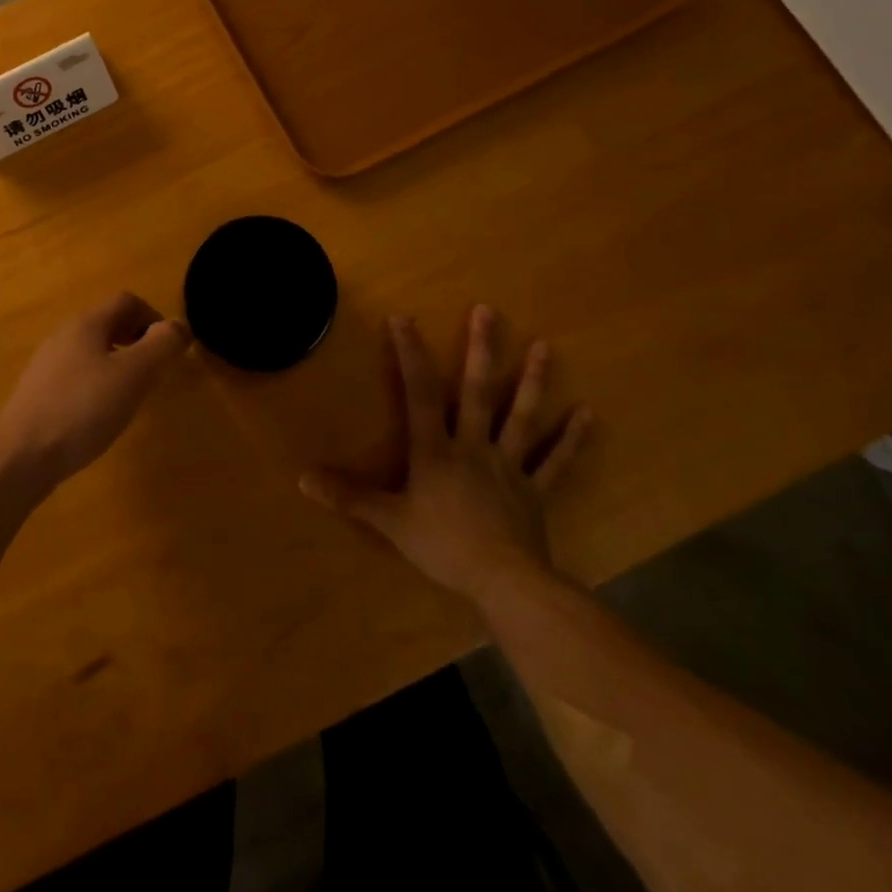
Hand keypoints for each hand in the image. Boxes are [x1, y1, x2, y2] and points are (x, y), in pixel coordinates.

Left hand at [0, 292, 190, 489]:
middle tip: (155, 371)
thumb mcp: (133, 376)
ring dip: (118, 362)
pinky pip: (77, 375)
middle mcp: (63, 336)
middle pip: (108, 323)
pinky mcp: (38, 393)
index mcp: (86, 324)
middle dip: (137, 340)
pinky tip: (100, 414)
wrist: (20, 457)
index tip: (169, 350)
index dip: (154, 317)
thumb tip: (180, 325)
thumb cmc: (82, 410)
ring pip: (92, 350)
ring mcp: (46, 365)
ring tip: (131, 394)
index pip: (127, 301)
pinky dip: (98, 383)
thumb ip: (161, 346)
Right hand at [300, 307, 590, 599]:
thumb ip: (349, 496)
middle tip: (488, 311)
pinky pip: (556, 462)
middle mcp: (474, 447)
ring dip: (532, 381)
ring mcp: (510, 466)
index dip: (410, 355)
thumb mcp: (389, 520)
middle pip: (477, 392)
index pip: (420, 393)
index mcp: (436, 450)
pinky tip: (589, 414)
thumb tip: (302, 476)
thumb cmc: (443, 546)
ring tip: (543, 346)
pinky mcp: (536, 490)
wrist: (504, 581)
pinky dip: (572, 439)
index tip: (404, 319)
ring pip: (521, 416)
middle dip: (481, 350)